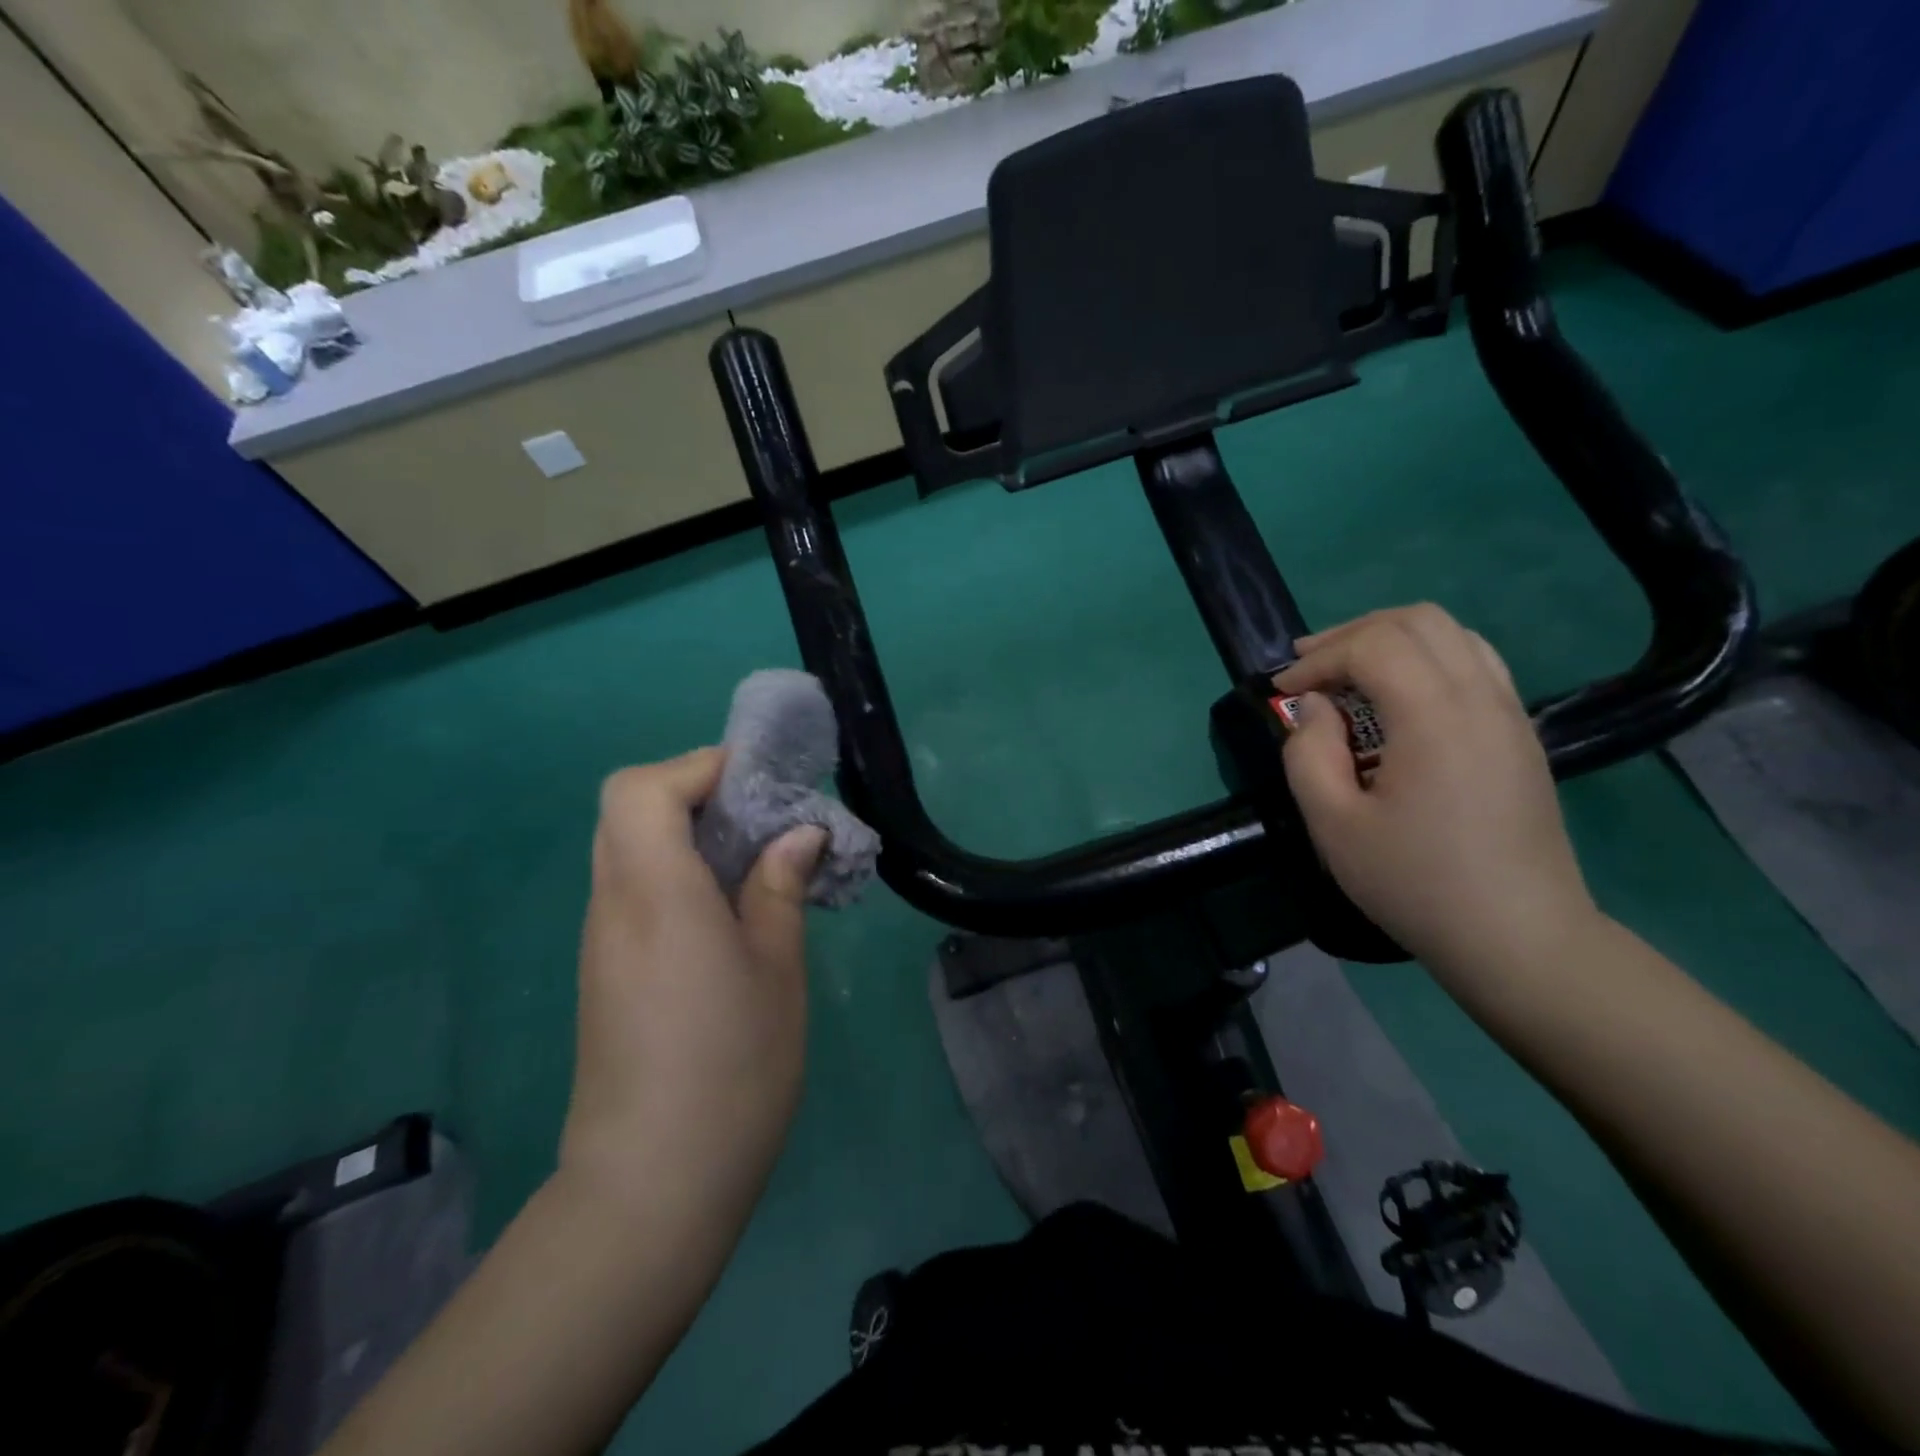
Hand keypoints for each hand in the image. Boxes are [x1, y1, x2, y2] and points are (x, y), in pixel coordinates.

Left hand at [560, 748, 825, 1222]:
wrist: (651, 1185)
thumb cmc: (731, 1069)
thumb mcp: (777, 970)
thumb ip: (779, 889)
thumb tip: (798, 834)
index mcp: (657, 895)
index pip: (643, 790)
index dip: (697, 768)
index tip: (759, 784)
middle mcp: (614, 905)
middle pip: (627, 809)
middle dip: (694, 791)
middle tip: (761, 816)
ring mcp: (601, 940)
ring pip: (627, 847)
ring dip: (687, 831)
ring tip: (755, 860)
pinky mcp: (605, 971)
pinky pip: (632, 888)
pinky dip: (675, 872)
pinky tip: (727, 912)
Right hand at [1273, 604, 1600, 978]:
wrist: (1519, 937)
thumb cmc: (1416, 883)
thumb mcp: (1334, 825)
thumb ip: (1308, 753)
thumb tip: (1316, 708)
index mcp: (1436, 718)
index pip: (1374, 645)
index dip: (1320, 658)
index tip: (1283, 691)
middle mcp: (1482, 698)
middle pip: (1418, 620)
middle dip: (1353, 633)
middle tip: (1309, 665)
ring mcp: (1510, 713)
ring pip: (1453, 633)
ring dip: (1391, 638)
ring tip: (1347, 670)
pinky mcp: (1520, 734)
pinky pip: (1475, 662)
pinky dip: (1426, 657)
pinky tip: (1397, 695)